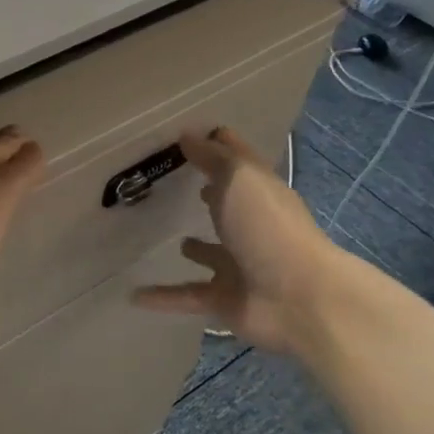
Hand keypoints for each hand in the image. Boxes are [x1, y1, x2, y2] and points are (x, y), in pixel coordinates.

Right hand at [130, 127, 345, 358]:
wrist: (299, 299)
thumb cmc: (268, 227)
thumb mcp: (239, 179)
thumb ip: (212, 157)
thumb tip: (187, 135)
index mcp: (260, 193)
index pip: (237, 160)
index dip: (217, 144)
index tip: (185, 134)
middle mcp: (252, 226)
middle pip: (227, 205)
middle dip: (207, 195)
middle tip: (170, 183)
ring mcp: (240, 265)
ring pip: (212, 254)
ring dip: (196, 249)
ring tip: (170, 239)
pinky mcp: (225, 299)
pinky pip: (187, 294)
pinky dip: (163, 296)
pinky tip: (134, 294)